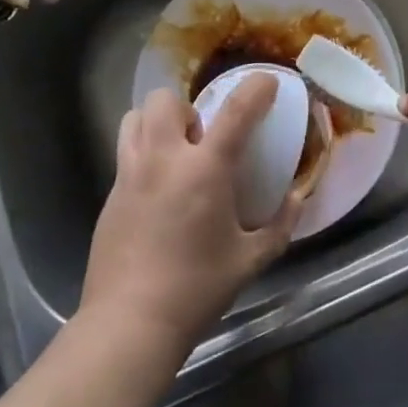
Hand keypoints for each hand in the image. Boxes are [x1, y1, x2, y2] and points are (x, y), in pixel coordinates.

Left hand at [80, 75, 300, 357]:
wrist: (128, 324)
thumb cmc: (195, 290)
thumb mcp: (249, 261)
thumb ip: (279, 227)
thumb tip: (297, 200)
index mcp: (205, 169)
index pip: (236, 111)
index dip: (256, 88)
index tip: (267, 82)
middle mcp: (164, 159)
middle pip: (166, 100)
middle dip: (187, 109)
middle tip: (200, 140)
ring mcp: (130, 174)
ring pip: (135, 117)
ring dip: (156, 123)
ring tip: (172, 153)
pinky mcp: (110, 194)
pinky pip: (124, 152)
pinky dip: (142, 154)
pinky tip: (154, 191)